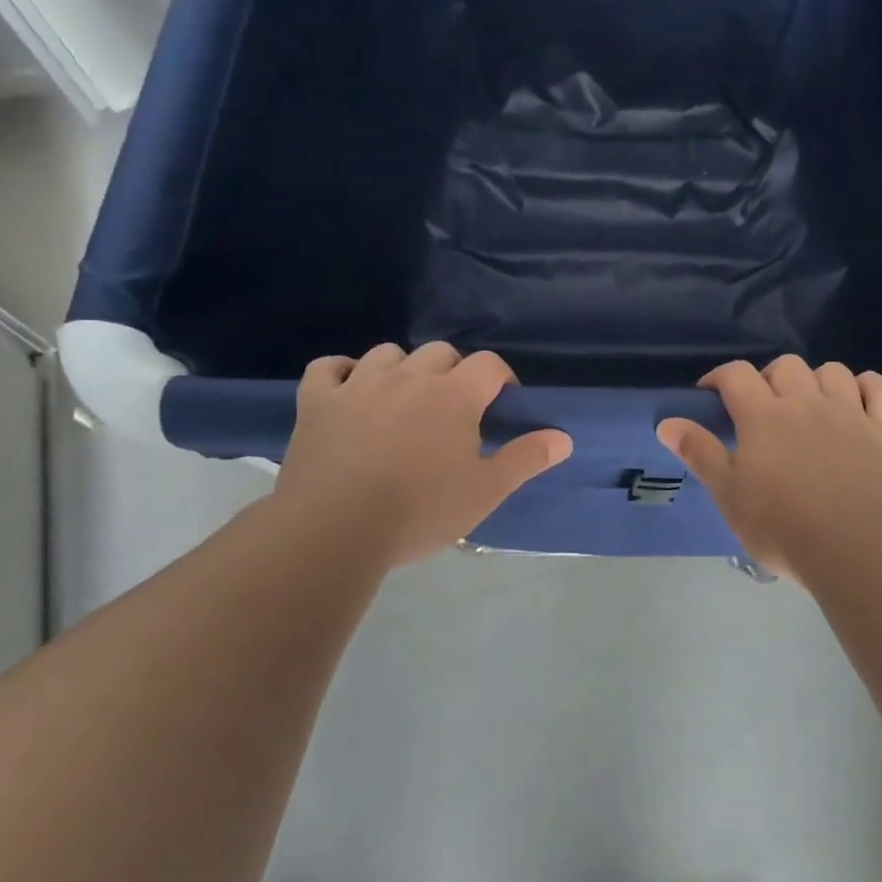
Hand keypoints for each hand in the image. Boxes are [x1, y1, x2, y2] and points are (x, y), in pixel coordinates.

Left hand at [273, 343, 571, 566]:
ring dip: (404, 369)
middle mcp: (408, 376)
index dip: (501, 380)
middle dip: (455, 372)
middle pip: (441, 352)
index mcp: (453, 395)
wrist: (335, 530)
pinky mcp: (317, 401)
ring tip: (405, 401)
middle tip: (455, 411)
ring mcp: (358, 384)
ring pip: (388, 354)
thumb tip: (564, 438)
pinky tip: (350, 390)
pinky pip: (328, 368)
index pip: (489, 364)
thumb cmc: (421, 511)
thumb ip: (526, 458)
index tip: (501, 406)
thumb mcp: (485, 491)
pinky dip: (342, 372)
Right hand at [657, 356, 881, 583]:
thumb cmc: (784, 528)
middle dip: (769, 378)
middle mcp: (807, 403)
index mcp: (764, 416)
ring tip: (809, 406)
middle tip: (762, 408)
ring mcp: (850, 414)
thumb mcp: (729, 497)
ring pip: (833, 371)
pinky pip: (878, 388)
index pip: (736, 374)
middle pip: (786, 365)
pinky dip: (866, 386)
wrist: (859, 550)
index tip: (710, 395)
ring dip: (816, 380)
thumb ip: (700, 454)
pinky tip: (857, 401)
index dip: (719, 377)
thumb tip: (667, 423)